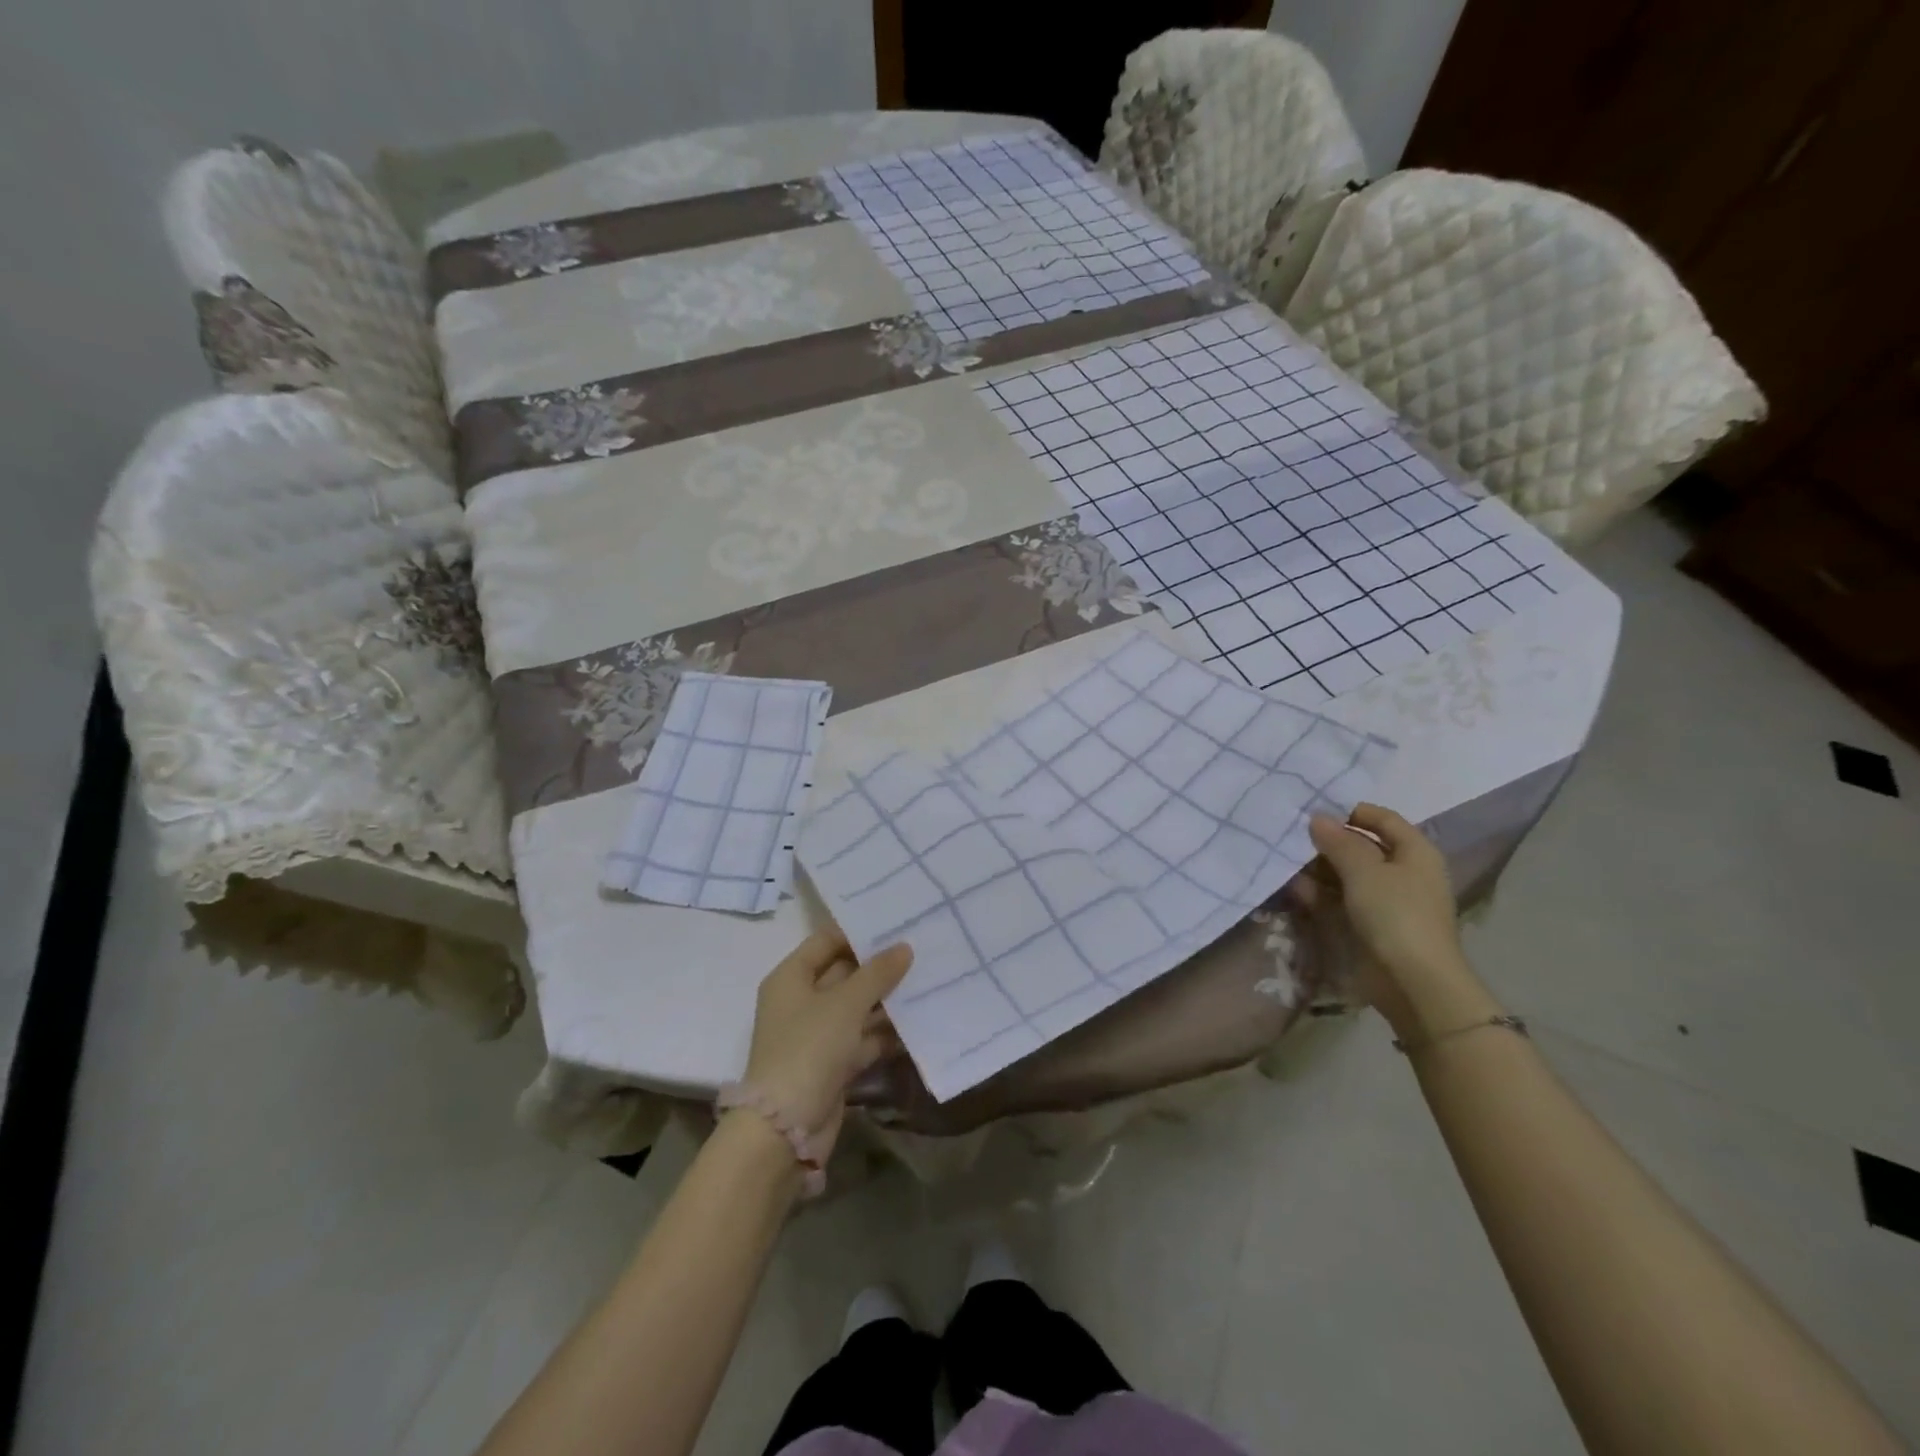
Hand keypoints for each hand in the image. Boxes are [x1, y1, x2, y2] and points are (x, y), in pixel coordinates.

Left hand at [740, 928, 912, 1160]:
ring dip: (887, 1000)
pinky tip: (918, 1023)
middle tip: (921, 948)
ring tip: (928, 980)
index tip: (896, 922)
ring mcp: (817, 1034)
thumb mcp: (845, 1004)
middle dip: (880, 966)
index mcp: (791, 977)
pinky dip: (885, 1033)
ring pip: (857, 1007)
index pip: (827, 940)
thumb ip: (877, 974)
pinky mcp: (832, 1063)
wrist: (785, 1128)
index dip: (859, 931)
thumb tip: (904, 947)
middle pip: (844, 973)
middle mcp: (801, 1001)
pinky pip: (863, 1038)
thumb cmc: (809, 1049)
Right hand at [1306, 803, 1477, 1036]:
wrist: (1414, 982)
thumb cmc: (1396, 915)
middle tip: (1291, 835)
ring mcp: (1386, 900)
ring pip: (1347, 874)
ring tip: (1285, 860)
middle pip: (1362, 846)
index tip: (1314, 810)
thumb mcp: (1365, 871)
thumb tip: (1318, 818)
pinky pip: (1341, 899)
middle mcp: (1403, 872)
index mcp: (1415, 852)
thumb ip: (1339, 841)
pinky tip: (1294, 888)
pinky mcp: (1369, 925)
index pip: (1382, 818)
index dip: (1351, 811)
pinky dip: (1319, 893)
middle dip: (1328, 842)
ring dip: (1318, 868)